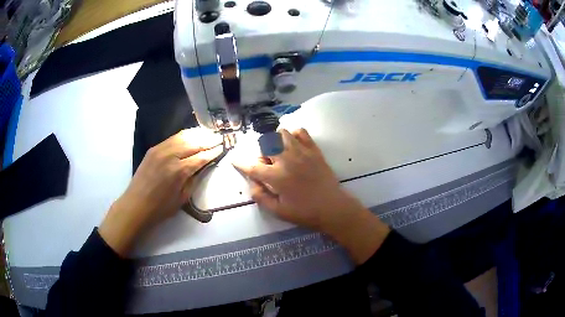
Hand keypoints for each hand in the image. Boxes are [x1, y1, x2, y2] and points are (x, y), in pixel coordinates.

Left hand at [99, 129, 222, 256]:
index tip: (223, 147)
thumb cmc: (161, 208)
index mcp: (179, 171)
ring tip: (209, 133)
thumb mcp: (183, 198)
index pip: (201, 156)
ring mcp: (160, 150)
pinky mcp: (154, 148)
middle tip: (220, 137)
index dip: (214, 151)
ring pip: (183, 136)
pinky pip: (172, 138)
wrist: (136, 205)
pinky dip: (184, 135)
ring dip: (198, 134)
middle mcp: (170, 156)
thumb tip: (204, 166)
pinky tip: (191, 135)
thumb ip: (194, 179)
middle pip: (194, 143)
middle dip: (209, 140)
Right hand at [234, 128, 390, 263]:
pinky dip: (294, 135)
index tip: (234, 160)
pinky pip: (301, 132)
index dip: (241, 163)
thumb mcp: (278, 211)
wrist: (332, 207)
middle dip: (262, 154)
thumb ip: (261, 197)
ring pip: (281, 133)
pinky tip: (294, 146)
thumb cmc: (305, 212)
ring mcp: (302, 152)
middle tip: (268, 166)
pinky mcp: (314, 150)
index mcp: (277, 177)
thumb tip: (252, 183)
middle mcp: (287, 160)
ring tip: (280, 154)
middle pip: (266, 144)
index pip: (252, 167)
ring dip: (276, 141)